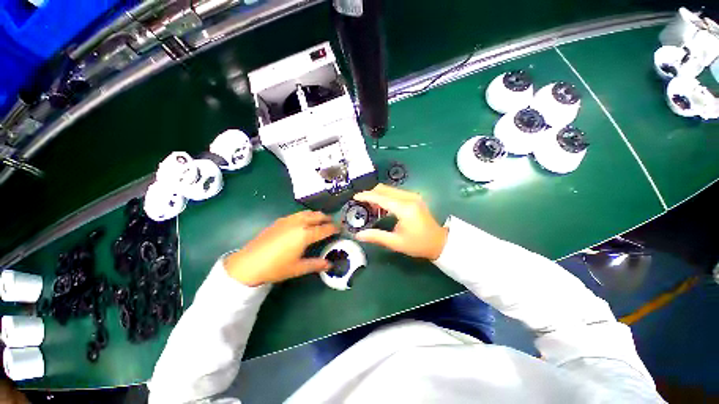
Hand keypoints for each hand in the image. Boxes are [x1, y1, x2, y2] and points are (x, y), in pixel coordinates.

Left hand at [224, 211, 338, 285]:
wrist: (248, 263)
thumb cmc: (276, 267)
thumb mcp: (298, 268)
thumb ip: (316, 264)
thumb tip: (329, 265)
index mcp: (305, 234)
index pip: (324, 228)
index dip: (334, 228)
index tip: (340, 229)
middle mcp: (299, 223)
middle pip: (317, 216)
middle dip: (327, 218)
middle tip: (332, 223)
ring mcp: (288, 220)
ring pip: (307, 213)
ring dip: (317, 215)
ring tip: (320, 220)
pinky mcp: (280, 220)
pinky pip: (298, 214)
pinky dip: (306, 215)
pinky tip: (304, 222)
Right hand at [353, 184, 447, 259]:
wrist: (439, 242)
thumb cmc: (418, 244)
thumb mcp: (396, 243)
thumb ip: (376, 236)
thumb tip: (358, 235)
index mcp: (404, 209)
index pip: (381, 197)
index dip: (367, 196)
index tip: (355, 197)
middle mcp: (409, 198)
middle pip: (384, 189)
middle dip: (371, 193)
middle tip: (360, 203)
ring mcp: (413, 196)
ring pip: (389, 189)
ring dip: (378, 194)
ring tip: (369, 206)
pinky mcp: (414, 197)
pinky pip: (395, 192)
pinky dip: (385, 196)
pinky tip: (381, 206)